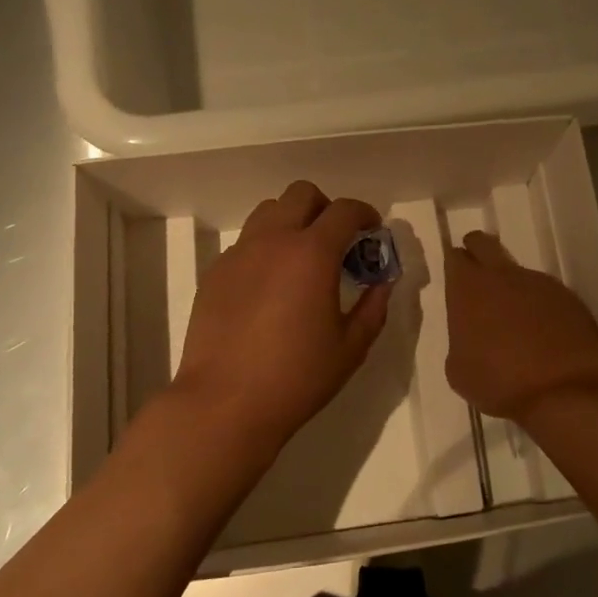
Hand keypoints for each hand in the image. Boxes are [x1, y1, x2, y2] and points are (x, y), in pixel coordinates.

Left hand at [172, 181, 390, 460]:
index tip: (372, 230)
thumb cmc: (297, 377)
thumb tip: (382, 282)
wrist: (225, 403)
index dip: (365, 213)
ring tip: (301, 259)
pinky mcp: (215, 273)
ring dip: (292, 222)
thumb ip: (373, 306)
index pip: (344, 210)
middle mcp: (273, 241)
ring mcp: (239, 254)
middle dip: (326, 208)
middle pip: (302, 194)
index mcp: (312, 253)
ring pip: (268, 212)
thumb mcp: (351, 347)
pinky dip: (265, 248)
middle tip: (337, 241)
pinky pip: (246, 243)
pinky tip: (270, 286)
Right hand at [445, 231, 597, 426]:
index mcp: (467, 288)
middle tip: (476, 276)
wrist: (567, 389)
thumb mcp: (460, 371)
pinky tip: (542, 333)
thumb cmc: (501, 381)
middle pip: (484, 244)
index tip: (455, 280)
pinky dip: (539, 306)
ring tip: (514, 320)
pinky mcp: (568, 297)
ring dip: (512, 287)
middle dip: (477, 252)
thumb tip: (471, 339)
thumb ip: (460, 343)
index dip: (454, 266)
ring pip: (517, 272)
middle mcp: (501, 275)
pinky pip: (544, 293)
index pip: (454, 258)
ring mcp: (538, 282)